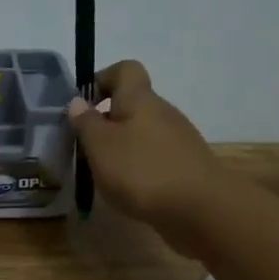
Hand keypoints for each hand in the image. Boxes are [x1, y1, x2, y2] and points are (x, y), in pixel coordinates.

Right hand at [68, 60, 221, 255]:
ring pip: (142, 133)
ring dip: (122, 148)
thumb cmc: (142, 170)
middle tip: (85, 147)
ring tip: (104, 174)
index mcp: (140, 99)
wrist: (201, 210)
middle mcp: (163, 112)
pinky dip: (139, 168)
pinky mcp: (186, 166)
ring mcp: (178, 140)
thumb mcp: (100, 146)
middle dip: (107, 122)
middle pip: (132, 105)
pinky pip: (155, 157)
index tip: (84, 105)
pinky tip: (129, 191)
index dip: (102, 79)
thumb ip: (86, 122)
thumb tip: (77, 102)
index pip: (125, 69)